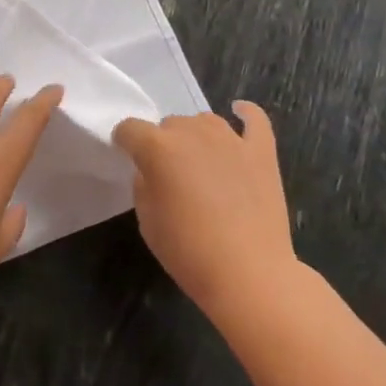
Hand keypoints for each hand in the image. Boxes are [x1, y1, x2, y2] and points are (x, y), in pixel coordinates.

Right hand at [113, 102, 296, 320]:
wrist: (249, 274)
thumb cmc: (188, 251)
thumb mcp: (147, 220)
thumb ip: (144, 184)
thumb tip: (152, 171)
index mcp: (158, 147)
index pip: (130, 129)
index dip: (125, 142)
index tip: (127, 157)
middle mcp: (192, 132)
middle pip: (169, 124)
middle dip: (163, 143)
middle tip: (169, 176)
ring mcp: (231, 139)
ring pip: (204, 121)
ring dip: (196, 136)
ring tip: (200, 163)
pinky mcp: (261, 151)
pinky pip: (255, 120)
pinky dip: (246, 114)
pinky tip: (240, 111)